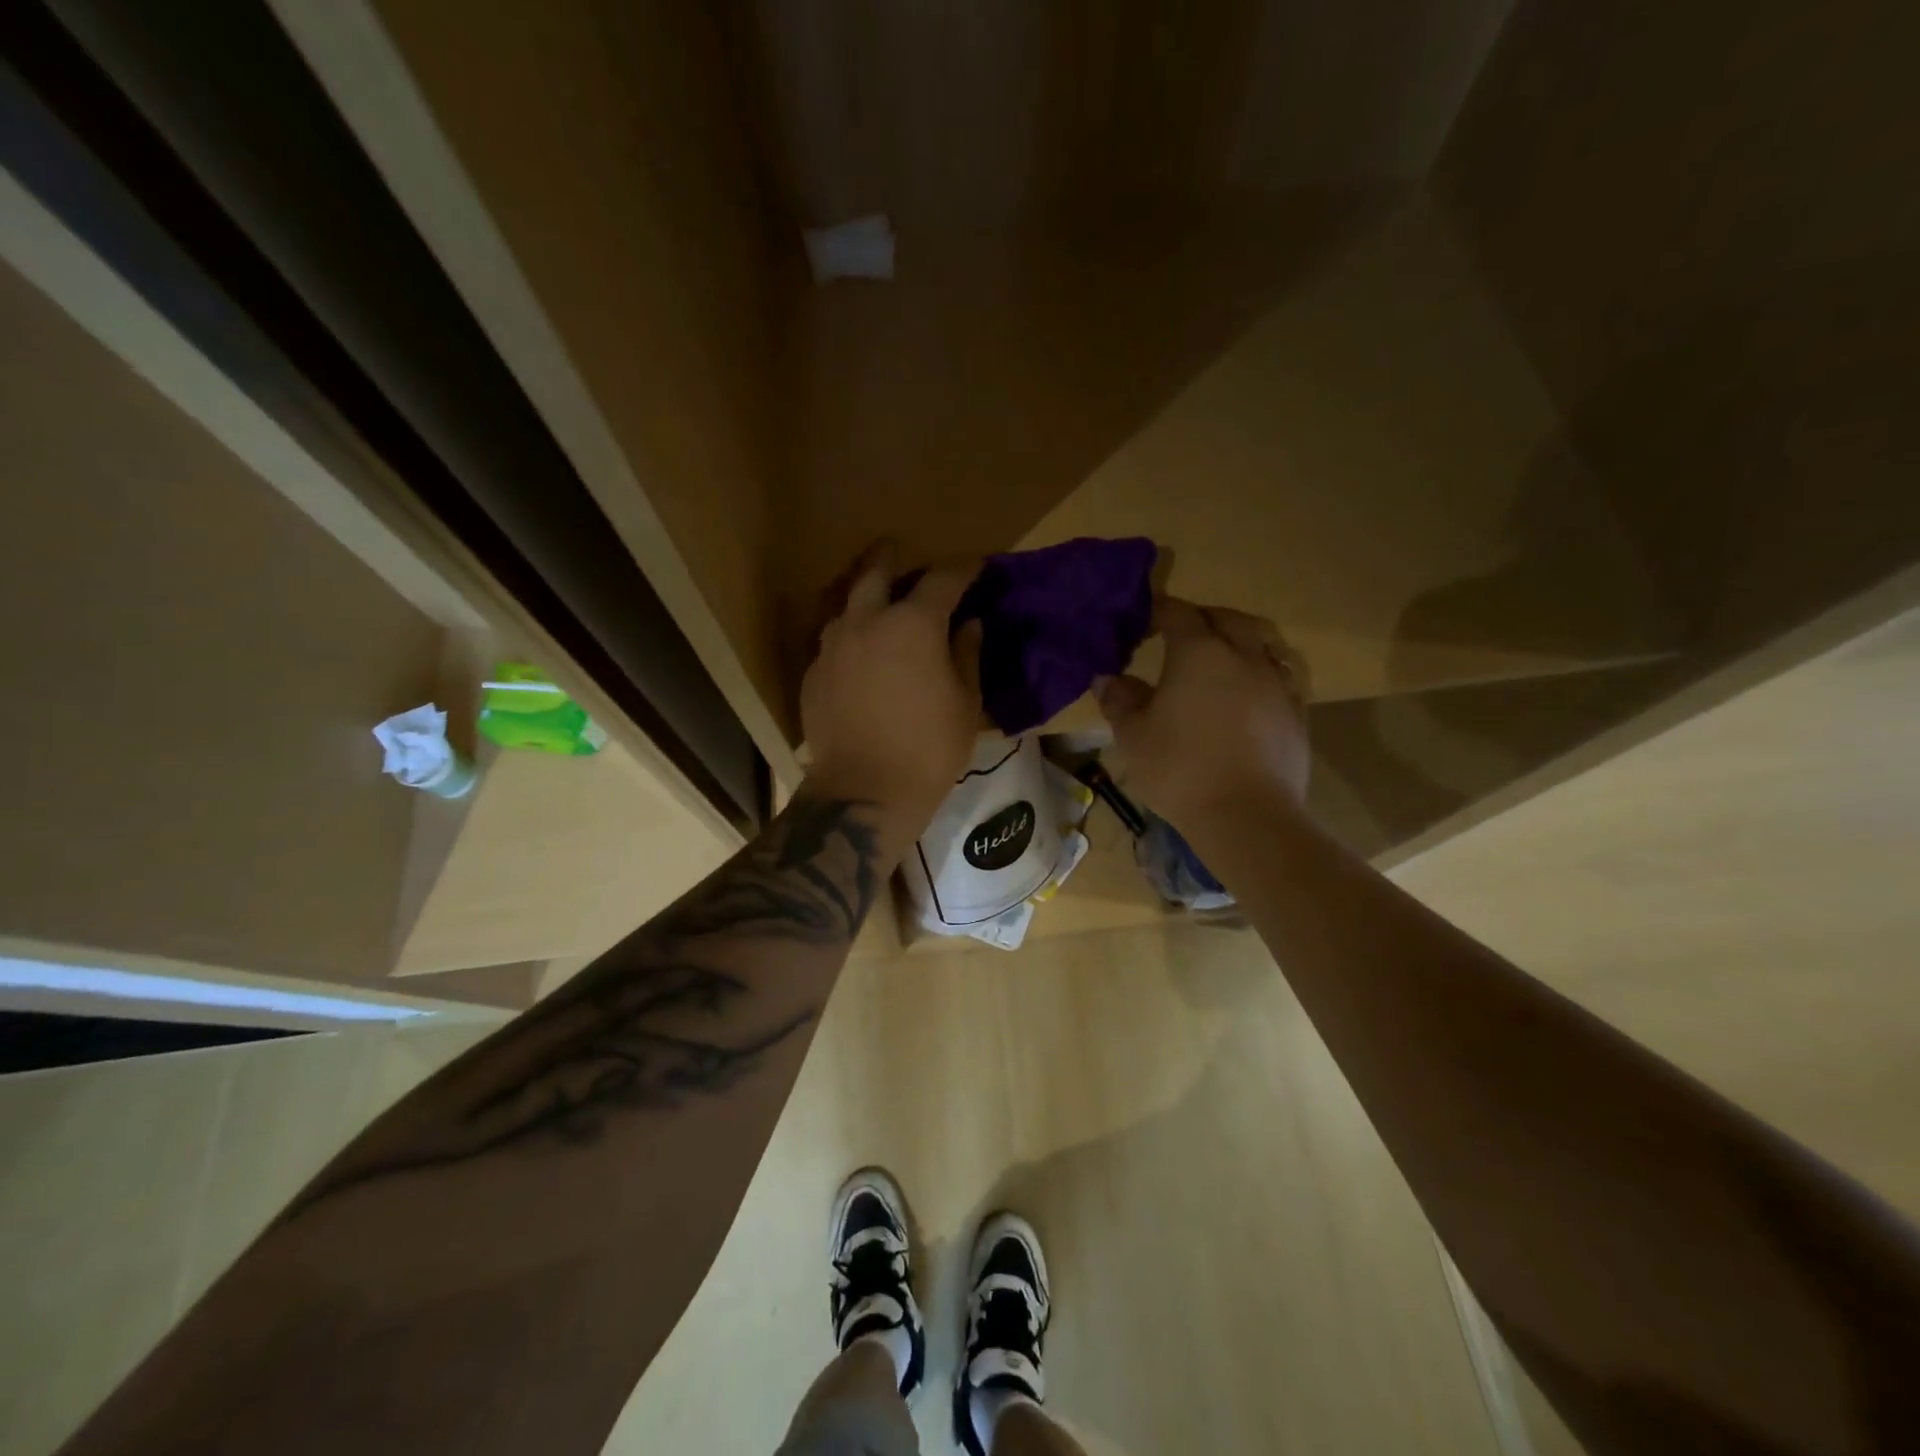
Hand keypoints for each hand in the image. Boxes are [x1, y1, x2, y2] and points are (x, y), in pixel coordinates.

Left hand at [800, 547, 982, 829]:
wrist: (863, 791)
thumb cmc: (928, 749)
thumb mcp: (966, 703)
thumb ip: (967, 655)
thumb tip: (969, 625)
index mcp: (913, 624)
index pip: (943, 580)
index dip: (963, 568)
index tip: (976, 565)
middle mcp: (867, 621)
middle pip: (877, 571)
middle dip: (894, 556)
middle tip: (904, 552)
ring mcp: (833, 645)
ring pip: (846, 603)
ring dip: (864, 594)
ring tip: (877, 602)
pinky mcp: (813, 672)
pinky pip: (833, 638)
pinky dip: (850, 633)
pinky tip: (859, 651)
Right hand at [1095, 598, 1310, 830]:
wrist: (1247, 815)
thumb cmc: (1180, 769)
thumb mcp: (1133, 736)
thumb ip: (1119, 700)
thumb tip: (1107, 678)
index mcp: (1199, 653)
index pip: (1178, 614)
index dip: (1159, 612)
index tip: (1143, 624)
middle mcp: (1243, 656)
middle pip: (1226, 620)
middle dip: (1202, 619)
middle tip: (1181, 635)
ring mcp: (1276, 683)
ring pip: (1261, 643)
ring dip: (1238, 641)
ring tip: (1222, 657)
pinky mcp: (1296, 713)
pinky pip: (1279, 676)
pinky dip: (1260, 673)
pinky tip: (1249, 694)